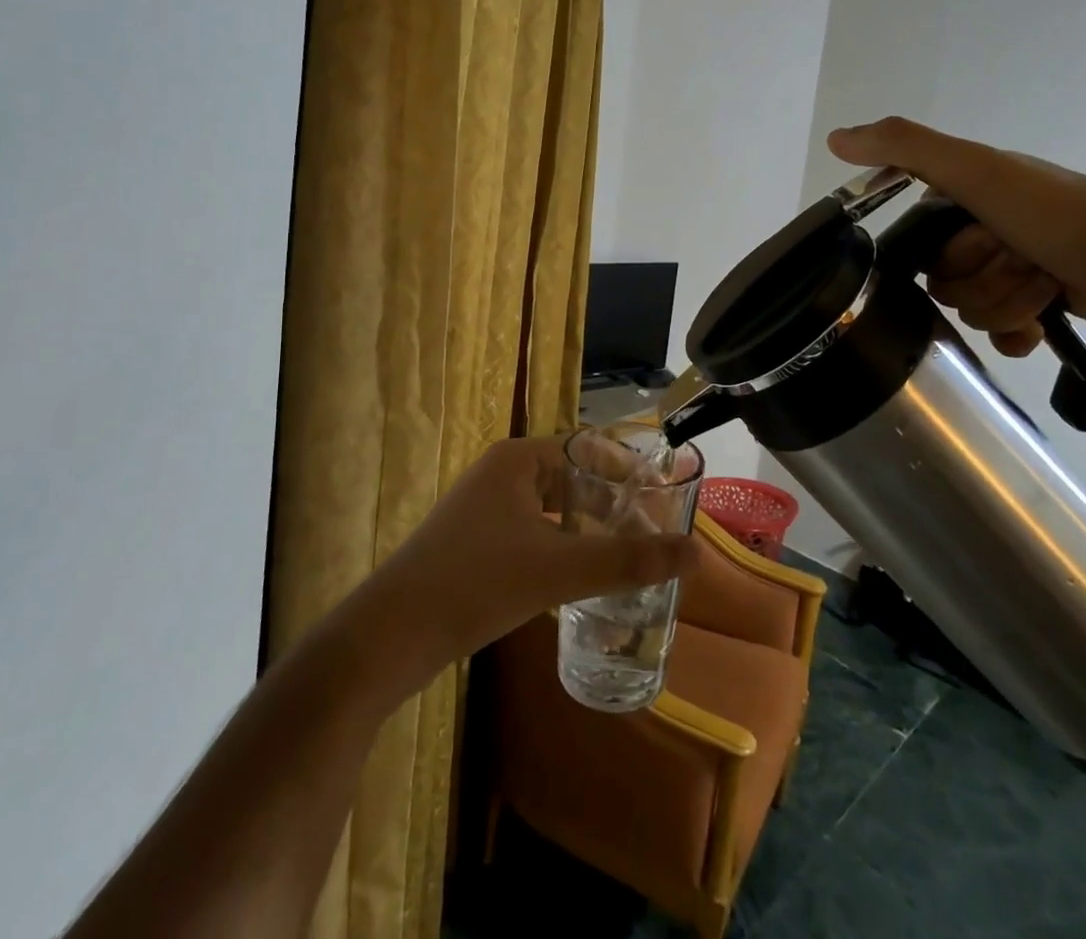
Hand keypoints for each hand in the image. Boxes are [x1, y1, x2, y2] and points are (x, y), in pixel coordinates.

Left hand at [346, 437, 700, 699]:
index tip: (663, 501)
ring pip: (552, 507)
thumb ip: (629, 560)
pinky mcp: (474, 541)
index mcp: (519, 459)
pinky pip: (532, 531)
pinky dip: (561, 545)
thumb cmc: (477, 584)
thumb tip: (697, 553)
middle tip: (651, 533)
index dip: (629, 471)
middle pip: (573, 476)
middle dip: (612, 503)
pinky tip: (579, 578)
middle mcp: (501, 473)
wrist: (389, 636)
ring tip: (625, 555)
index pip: (589, 448)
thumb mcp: (560, 570)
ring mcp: (483, 508)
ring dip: (588, 527)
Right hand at [828, 118, 1085, 355]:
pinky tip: (1039, 324)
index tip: (981, 242)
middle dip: (983, 280)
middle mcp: (983, 233)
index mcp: (964, 201)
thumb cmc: (1055, 212)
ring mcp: (1013, 271)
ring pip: (972, 311)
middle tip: (1022, 259)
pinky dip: (1017, 333)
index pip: (915, 248)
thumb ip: (904, 148)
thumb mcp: (974, 170)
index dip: (944, 256)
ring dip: (1010, 302)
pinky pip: (999, 335)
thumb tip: (834, 138)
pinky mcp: (1039, 306)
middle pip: (943, 285)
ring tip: (1047, 283)